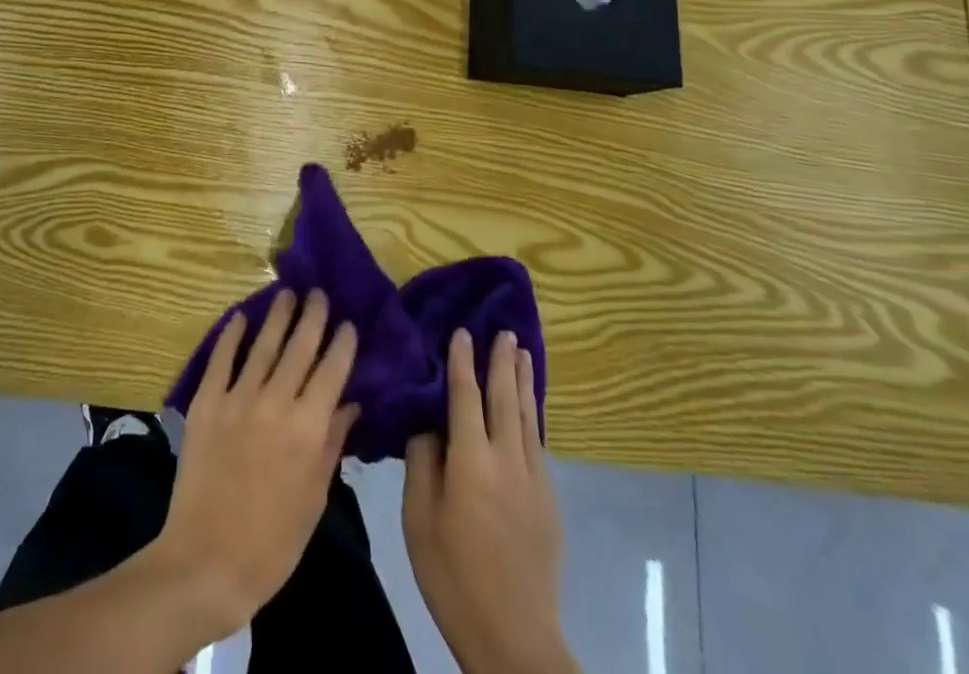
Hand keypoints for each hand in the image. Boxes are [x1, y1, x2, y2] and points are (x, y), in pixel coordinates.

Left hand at [153, 288, 358, 636]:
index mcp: (308, 428)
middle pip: (299, 348)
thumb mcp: (314, 496)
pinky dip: (231, 335)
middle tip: (319, 293)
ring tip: (287, 293)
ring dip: (277, 316)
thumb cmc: (273, 541)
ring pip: (263, 345)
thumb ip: (332, 442)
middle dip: (313, 317)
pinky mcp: (207, 402)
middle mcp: (276, 402)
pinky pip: (221, 359)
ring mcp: (238, 398)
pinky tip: (240, 317)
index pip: (332, 371)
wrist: (208, 561)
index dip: (342, 343)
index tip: (348, 322)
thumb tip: (350, 402)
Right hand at [404, 329, 571, 673]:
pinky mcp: (548, 501)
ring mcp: (534, 480)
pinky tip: (528, 406)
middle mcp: (507, 460)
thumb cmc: (453, 576)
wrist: (515, 639)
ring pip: (527, 417)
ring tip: (521, 352)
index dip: (462, 362)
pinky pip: (537, 441)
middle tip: (502, 330)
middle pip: (504, 398)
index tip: (461, 332)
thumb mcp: (419, 519)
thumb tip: (427, 424)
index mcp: (471, 461)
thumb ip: (422, 463)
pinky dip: (531, 413)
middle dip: (501, 362)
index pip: (466, 397)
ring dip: (522, 381)